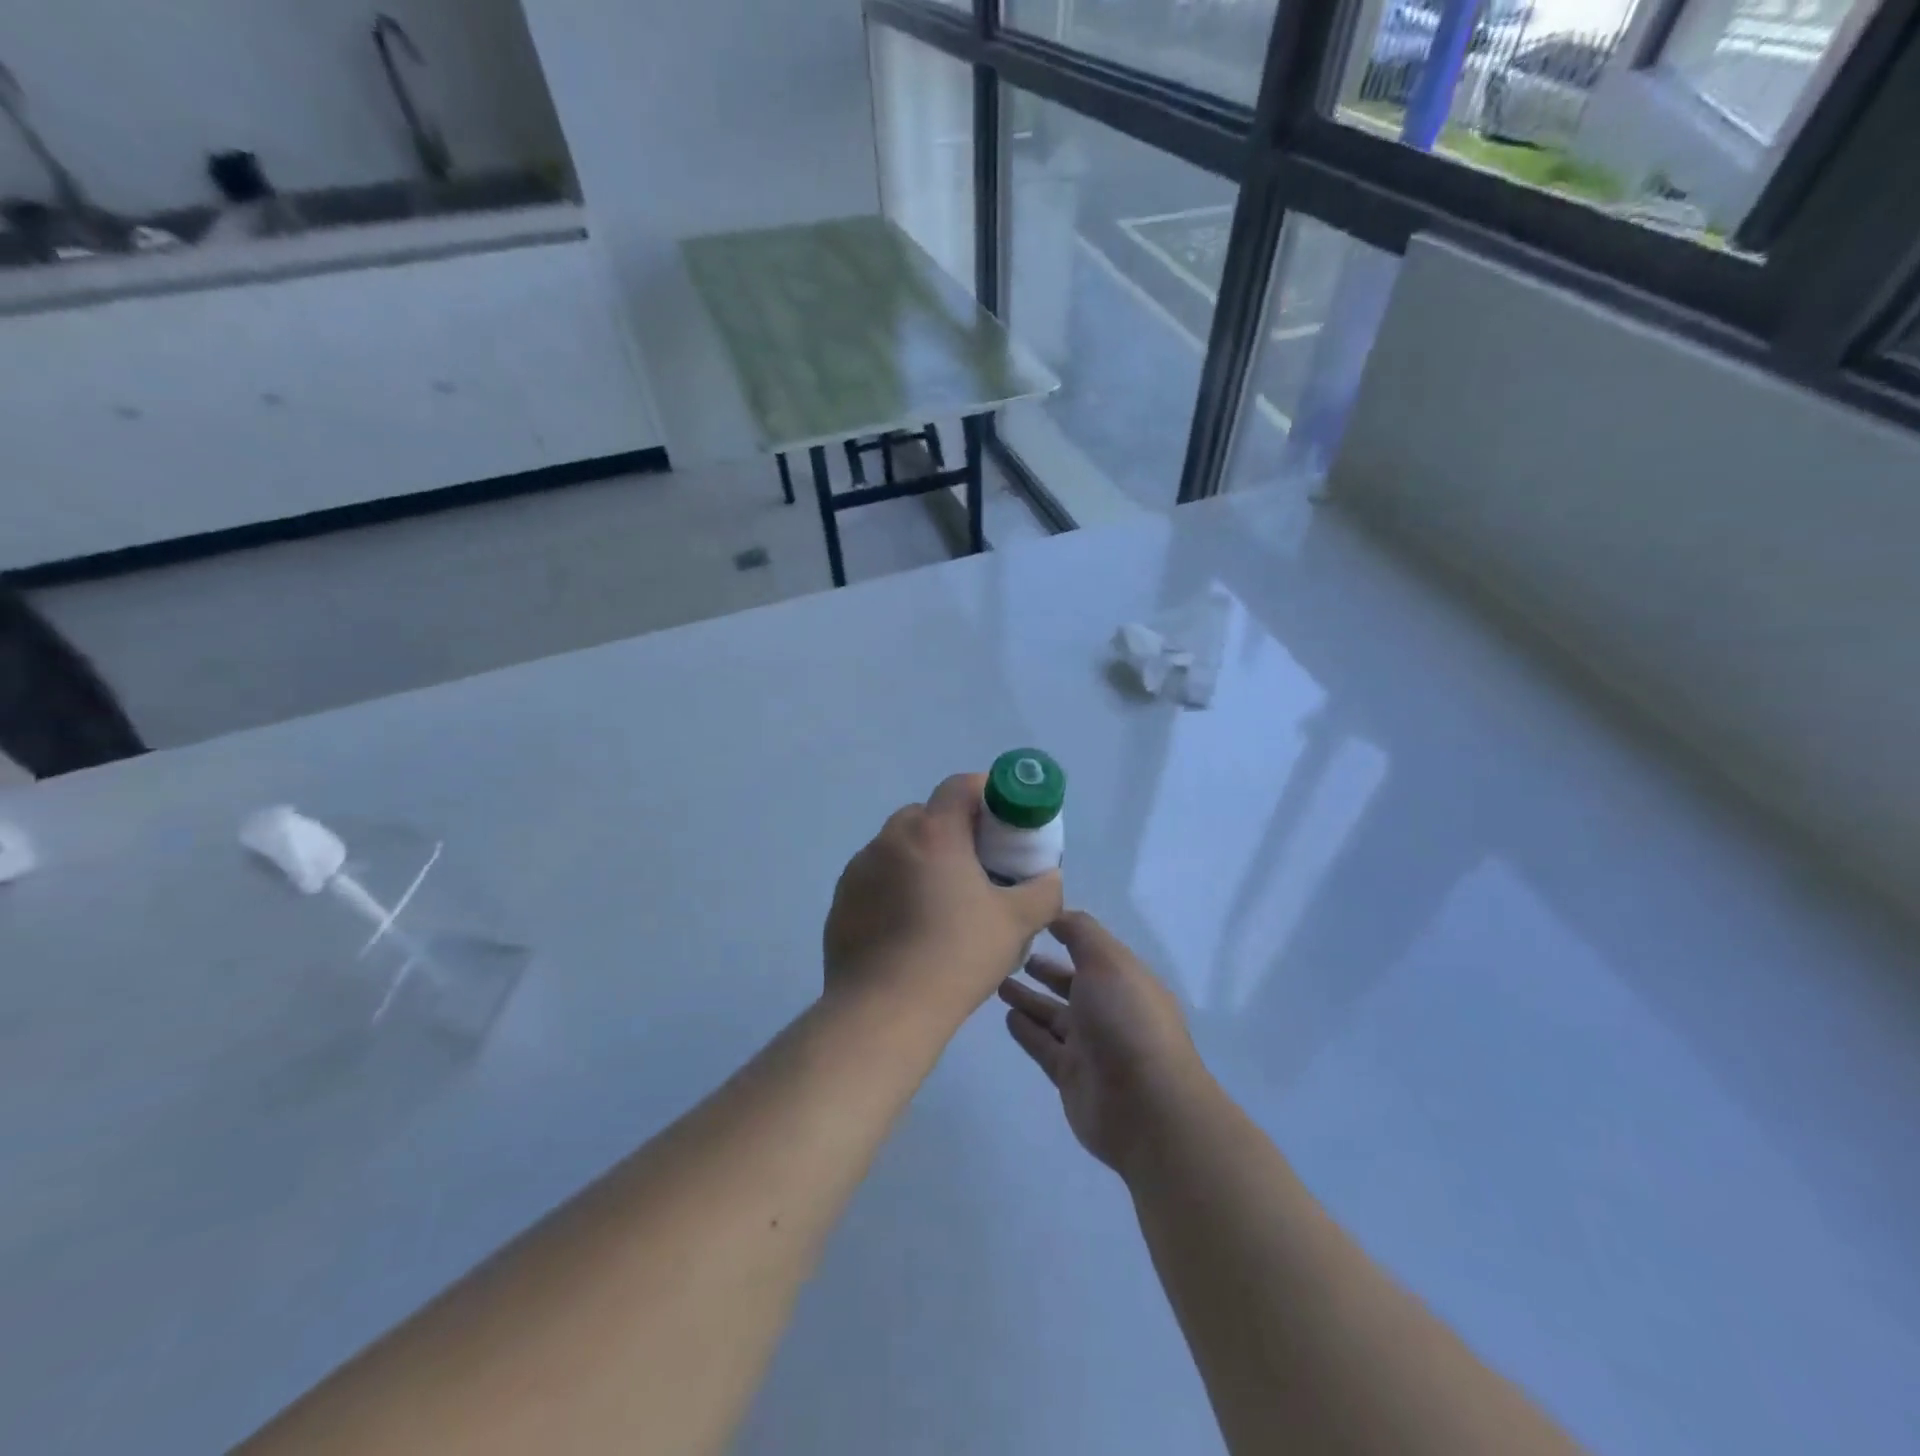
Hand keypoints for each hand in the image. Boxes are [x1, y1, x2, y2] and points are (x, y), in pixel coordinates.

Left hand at [824, 773, 1062, 1024]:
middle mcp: (890, 839)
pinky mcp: (841, 901)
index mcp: (933, 832)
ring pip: (897, 847)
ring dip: (921, 860)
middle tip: (977, 866)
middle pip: (926, 815)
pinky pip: (875, 879)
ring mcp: (858, 869)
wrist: (884, 1010)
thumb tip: (1049, 877)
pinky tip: (909, 929)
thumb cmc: (956, 956)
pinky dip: (894, 888)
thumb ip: (1043, 891)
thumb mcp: (1016, 924)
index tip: (1003, 821)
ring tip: (941, 904)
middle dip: (953, 831)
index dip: (986, 793)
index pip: (960, 786)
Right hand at [998, 910, 1210, 1178]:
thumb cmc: (1126, 1020)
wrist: (1146, 1107)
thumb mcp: (1106, 961)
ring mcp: (1090, 1046)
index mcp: (1124, 979)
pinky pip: (1043, 1046)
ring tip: (997, 982)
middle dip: (1044, 969)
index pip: (1090, 951)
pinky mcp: (1071, 1076)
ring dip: (1028, 998)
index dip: (1065, 935)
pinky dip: (1026, 1030)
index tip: (1031, 920)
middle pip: (1070, 984)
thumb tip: (1056, 911)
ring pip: (1052, 1015)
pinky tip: (1006, 1016)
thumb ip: (1079, 932)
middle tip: (1008, 954)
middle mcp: (1108, 1010)